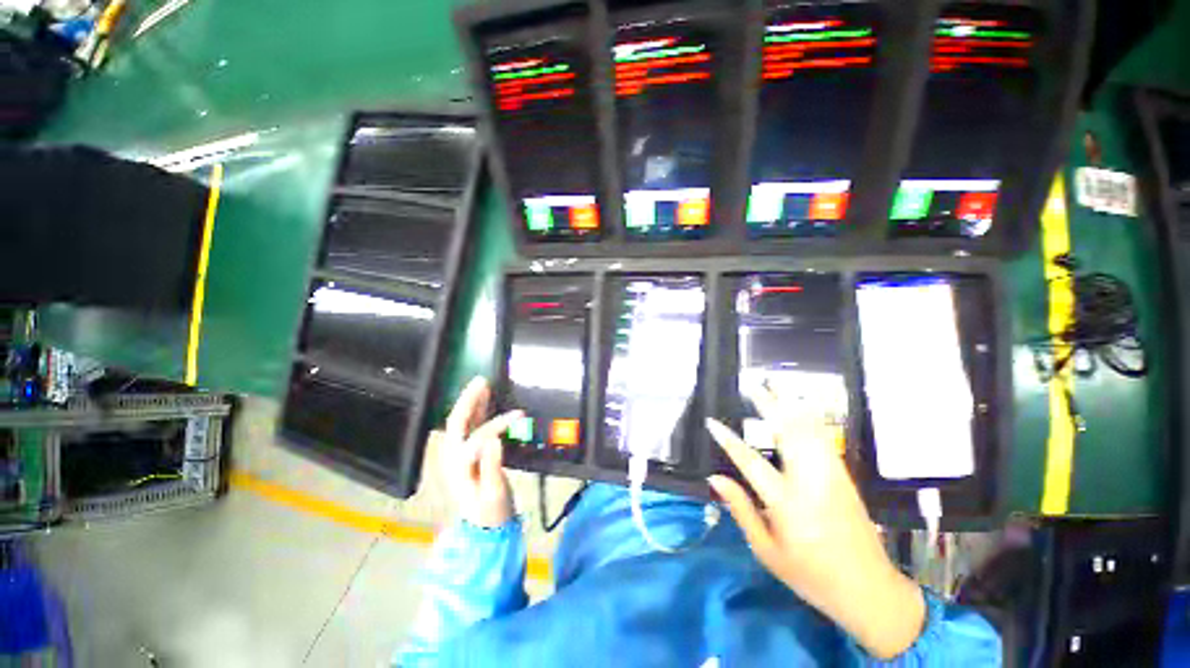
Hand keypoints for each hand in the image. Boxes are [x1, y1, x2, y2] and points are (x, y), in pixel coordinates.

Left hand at [441, 377, 521, 528]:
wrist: (484, 530)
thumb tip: (495, 439)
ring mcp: (458, 456)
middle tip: (482, 381)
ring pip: (463, 422)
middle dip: (468, 400)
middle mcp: (453, 457)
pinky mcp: (467, 456)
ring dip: (472, 403)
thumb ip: (492, 466)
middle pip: (457, 422)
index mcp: (459, 466)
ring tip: (484, 386)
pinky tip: (487, 404)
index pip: (476, 436)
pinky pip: (471, 428)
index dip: (497, 424)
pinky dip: (478, 413)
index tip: (518, 415)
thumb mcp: (494, 493)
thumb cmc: (491, 513)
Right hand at [706, 387, 925, 659]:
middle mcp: (810, 483)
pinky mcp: (844, 476)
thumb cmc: (810, 575)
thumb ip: (740, 510)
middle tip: (752, 386)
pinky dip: (810, 418)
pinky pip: (825, 439)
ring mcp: (831, 476)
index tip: (711, 422)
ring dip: (789, 405)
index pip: (750, 462)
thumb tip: (715, 478)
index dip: (728, 440)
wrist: (868, 589)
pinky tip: (800, 407)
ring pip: (809, 430)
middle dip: (768, 405)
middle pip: (787, 433)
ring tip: (774, 387)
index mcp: (787, 504)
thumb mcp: (766, 551)